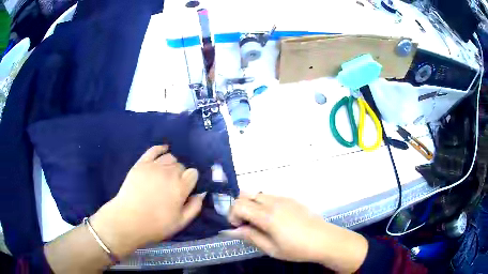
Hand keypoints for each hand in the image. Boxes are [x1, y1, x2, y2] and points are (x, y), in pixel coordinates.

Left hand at [90, 145, 204, 256]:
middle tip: (174, 186)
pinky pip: (154, 150)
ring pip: (169, 157)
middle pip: (181, 165)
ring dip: (171, 165)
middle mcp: (169, 173)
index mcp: (180, 187)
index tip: (187, 189)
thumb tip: (201, 193)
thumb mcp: (181, 222)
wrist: (128, 220)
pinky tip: (164, 149)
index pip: (193, 173)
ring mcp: (153, 166)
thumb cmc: (156, 225)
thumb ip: (195, 207)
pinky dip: (161, 148)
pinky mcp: (141, 164)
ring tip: (167, 174)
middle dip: (181, 174)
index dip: (191, 181)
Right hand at [226, 194, 367, 272]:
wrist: (325, 240)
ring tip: (259, 222)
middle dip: (240, 208)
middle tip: (246, 224)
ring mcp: (284, 198)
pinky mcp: (292, 199)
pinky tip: (273, 219)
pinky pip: (271, 196)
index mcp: (267, 215)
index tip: (238, 228)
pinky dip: (263, 204)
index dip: (232, 215)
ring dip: (252, 205)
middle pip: (246, 195)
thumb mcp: (271, 249)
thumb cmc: (297, 248)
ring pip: (258, 194)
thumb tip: (234, 230)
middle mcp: (273, 202)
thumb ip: (251, 237)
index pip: (239, 205)